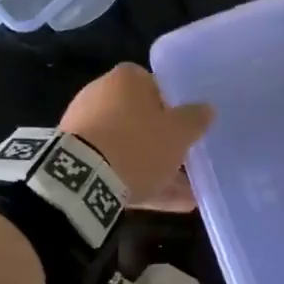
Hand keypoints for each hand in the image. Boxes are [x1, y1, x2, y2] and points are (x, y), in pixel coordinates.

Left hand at [60, 63, 213, 210]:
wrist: (82, 179)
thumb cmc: (138, 145)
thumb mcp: (178, 133)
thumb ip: (195, 119)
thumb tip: (207, 108)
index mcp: (126, 79)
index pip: (156, 85)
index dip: (175, 107)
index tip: (187, 129)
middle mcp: (101, 95)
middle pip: (141, 118)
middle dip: (164, 142)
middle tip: (186, 162)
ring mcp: (85, 127)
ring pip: (129, 146)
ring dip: (154, 167)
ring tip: (185, 195)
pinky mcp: (76, 157)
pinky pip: (113, 165)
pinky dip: (136, 180)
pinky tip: (162, 203)